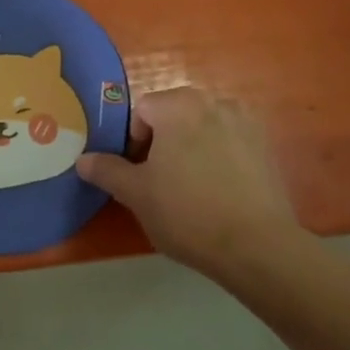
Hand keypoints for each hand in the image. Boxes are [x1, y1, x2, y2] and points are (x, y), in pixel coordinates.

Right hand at [76, 87, 302, 278]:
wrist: (256, 246)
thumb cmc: (186, 212)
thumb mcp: (135, 193)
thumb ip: (106, 170)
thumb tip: (83, 160)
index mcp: (179, 105)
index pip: (142, 111)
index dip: (132, 141)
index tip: (137, 173)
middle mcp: (215, 102)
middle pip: (173, 115)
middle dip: (161, 142)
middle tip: (158, 181)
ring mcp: (246, 123)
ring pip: (202, 128)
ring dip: (190, 148)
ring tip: (189, 187)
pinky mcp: (267, 147)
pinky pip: (229, 143)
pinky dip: (218, 158)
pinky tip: (217, 192)